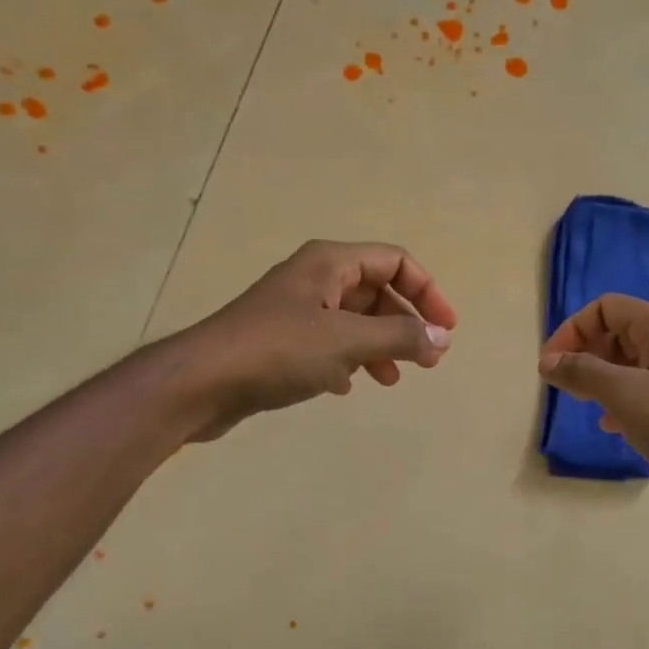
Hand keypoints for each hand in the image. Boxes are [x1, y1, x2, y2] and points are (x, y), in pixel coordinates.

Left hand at [176, 240, 457, 440]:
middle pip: (376, 292)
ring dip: (379, 346)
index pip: (394, 261)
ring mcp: (295, 311)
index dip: (426, 291)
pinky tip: (346, 387)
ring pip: (353, 321)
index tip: (446, 328)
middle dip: (404, 324)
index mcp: (330, 263)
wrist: (202, 382)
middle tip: (428, 361)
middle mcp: (314, 279)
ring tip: (392, 379)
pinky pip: (327, 345)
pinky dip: (346, 361)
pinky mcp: (280, 342)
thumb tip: (442, 338)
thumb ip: (399, 338)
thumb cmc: (278, 351)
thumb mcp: (347, 341)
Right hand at [538, 295, 648, 521]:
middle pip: (617, 332)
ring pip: (629, 363)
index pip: (605, 308)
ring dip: (600, 378)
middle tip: (564, 387)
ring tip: (582, 404)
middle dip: (585, 354)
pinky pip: (644, 388)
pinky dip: (621, 399)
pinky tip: (611, 424)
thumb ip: (581, 372)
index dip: (572, 331)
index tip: (550, 367)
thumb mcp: (624, 394)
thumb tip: (547, 362)